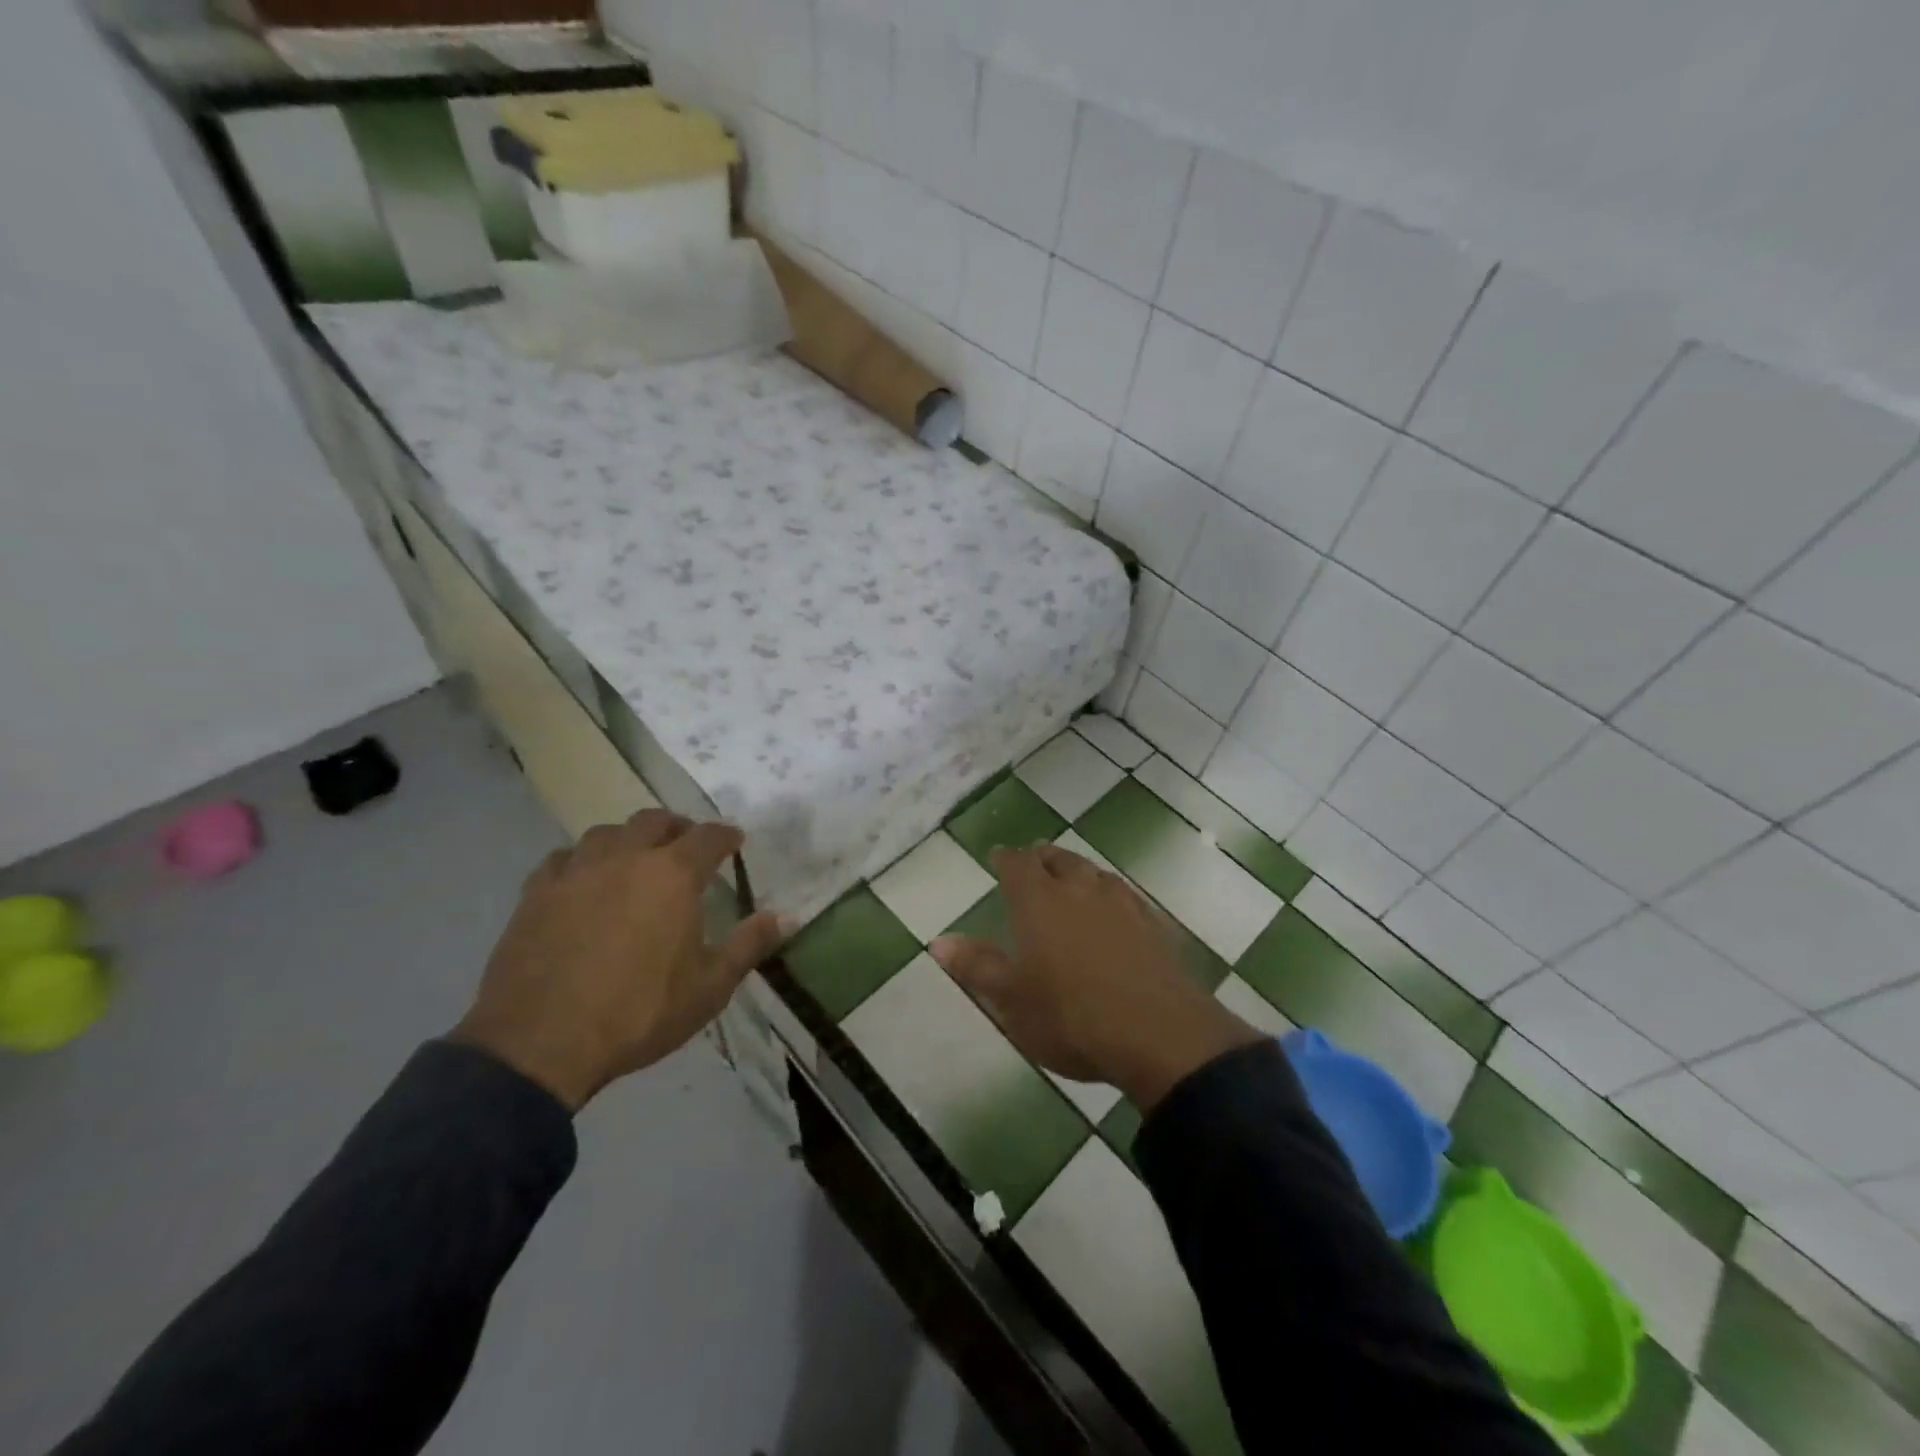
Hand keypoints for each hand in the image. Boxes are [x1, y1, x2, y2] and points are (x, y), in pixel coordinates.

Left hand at [452, 810, 786, 1110]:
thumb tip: (787, 916)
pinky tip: (583, 881)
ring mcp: (576, 872)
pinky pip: (563, 858)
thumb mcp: (710, 987)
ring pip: (606, 833)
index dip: (726, 836)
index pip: (708, 836)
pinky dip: (582, 861)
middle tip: (687, 847)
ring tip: (635, 859)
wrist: (541, 1043)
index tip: (735, 841)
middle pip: (655, 820)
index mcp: (673, 875)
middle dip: (677, 828)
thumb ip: (750, 944)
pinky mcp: (536, 893)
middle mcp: (626, 858)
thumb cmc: (639, 1013)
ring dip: (628, 839)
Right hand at [930, 844, 1259, 1112]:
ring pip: (1096, 874)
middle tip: (1035, 858)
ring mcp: (1123, 905)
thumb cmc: (1071, 1017)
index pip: (1018, 865)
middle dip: (1044, 857)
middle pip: (1060, 860)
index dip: (1006, 858)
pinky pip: (1127, 897)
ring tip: (1073, 876)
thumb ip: (976, 966)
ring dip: (1079, 870)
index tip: (998, 854)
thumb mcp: (1012, 1000)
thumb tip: (939, 940)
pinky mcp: (1154, 926)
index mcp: (1040, 902)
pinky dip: (1112, 894)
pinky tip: (1116, 909)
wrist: (1159, 1035)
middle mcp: (1081, 891)